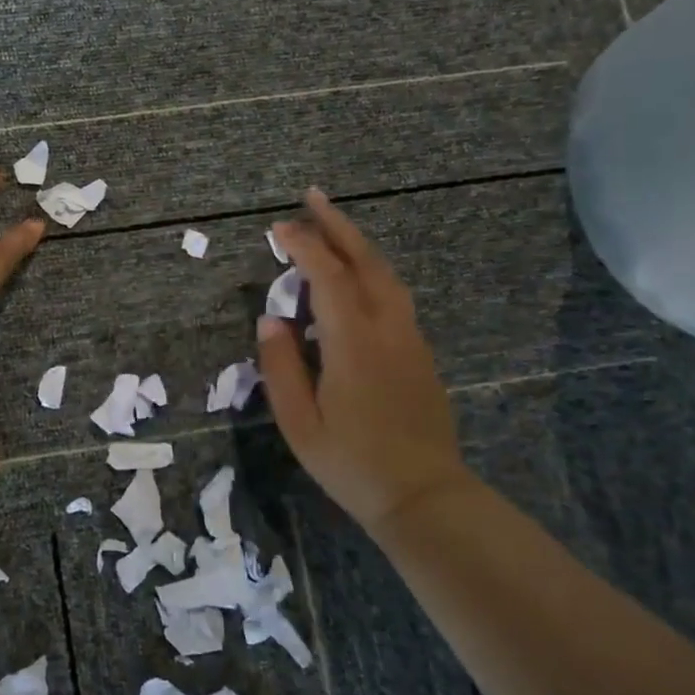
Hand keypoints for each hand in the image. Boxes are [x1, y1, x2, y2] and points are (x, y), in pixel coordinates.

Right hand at [256, 188, 469, 530]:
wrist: (424, 496)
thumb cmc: (352, 463)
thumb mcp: (300, 423)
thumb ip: (281, 366)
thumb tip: (269, 319)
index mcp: (353, 342)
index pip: (326, 276)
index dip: (303, 246)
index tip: (278, 229)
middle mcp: (386, 328)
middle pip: (364, 261)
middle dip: (337, 225)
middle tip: (312, 198)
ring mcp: (409, 338)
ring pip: (386, 274)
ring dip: (357, 244)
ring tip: (332, 226)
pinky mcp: (419, 352)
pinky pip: (393, 294)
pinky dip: (370, 269)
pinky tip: (354, 276)